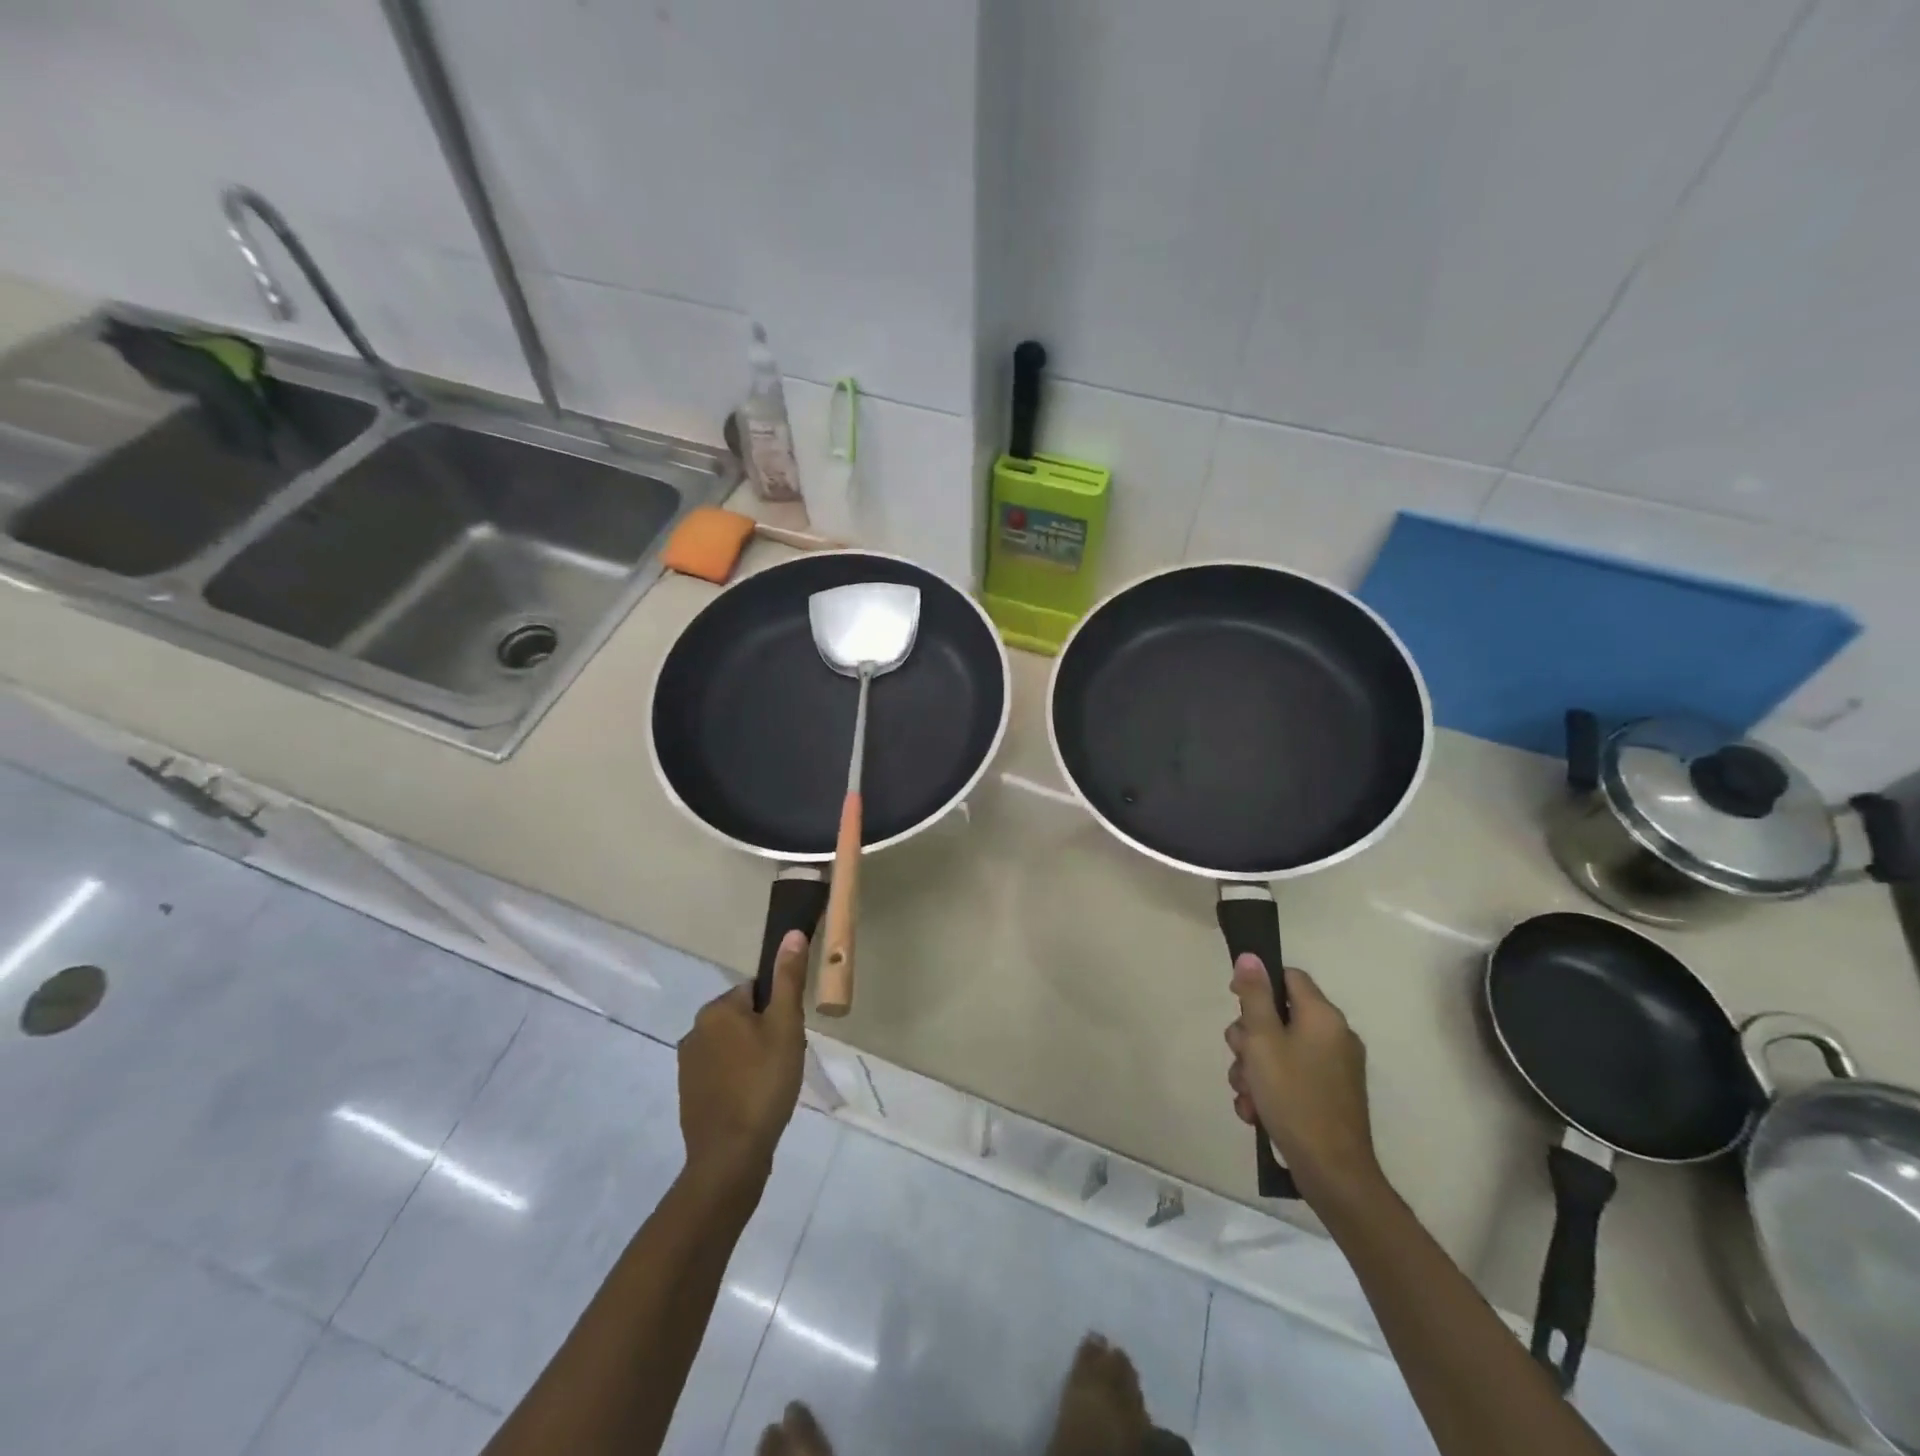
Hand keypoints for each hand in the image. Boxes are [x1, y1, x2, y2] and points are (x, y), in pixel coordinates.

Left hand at [679, 930, 808, 1188]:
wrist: (730, 1156)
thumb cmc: (763, 1083)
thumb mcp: (785, 1026)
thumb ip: (788, 979)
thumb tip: (791, 933)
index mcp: (717, 1009)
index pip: (755, 991)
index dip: (777, 1010)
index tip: (790, 1035)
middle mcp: (695, 1030)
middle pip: (742, 1018)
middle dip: (765, 1033)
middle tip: (785, 1059)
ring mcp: (688, 1064)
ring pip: (732, 1046)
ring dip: (751, 1057)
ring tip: (772, 1083)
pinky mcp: (689, 1094)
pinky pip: (721, 1073)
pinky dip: (738, 1080)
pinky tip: (755, 1101)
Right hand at [1225, 957, 1384, 1211]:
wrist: (1332, 1172)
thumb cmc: (1293, 1097)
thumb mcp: (1263, 1040)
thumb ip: (1254, 996)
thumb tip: (1251, 956)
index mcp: (1323, 1016)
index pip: (1288, 977)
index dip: (1258, 985)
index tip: (1236, 1006)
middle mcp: (1334, 1036)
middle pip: (1279, 1016)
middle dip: (1249, 1038)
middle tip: (1240, 1059)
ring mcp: (1335, 1068)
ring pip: (1279, 1050)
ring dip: (1254, 1068)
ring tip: (1246, 1095)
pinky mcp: (1331, 1096)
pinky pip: (1292, 1077)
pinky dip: (1271, 1089)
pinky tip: (1257, 1112)